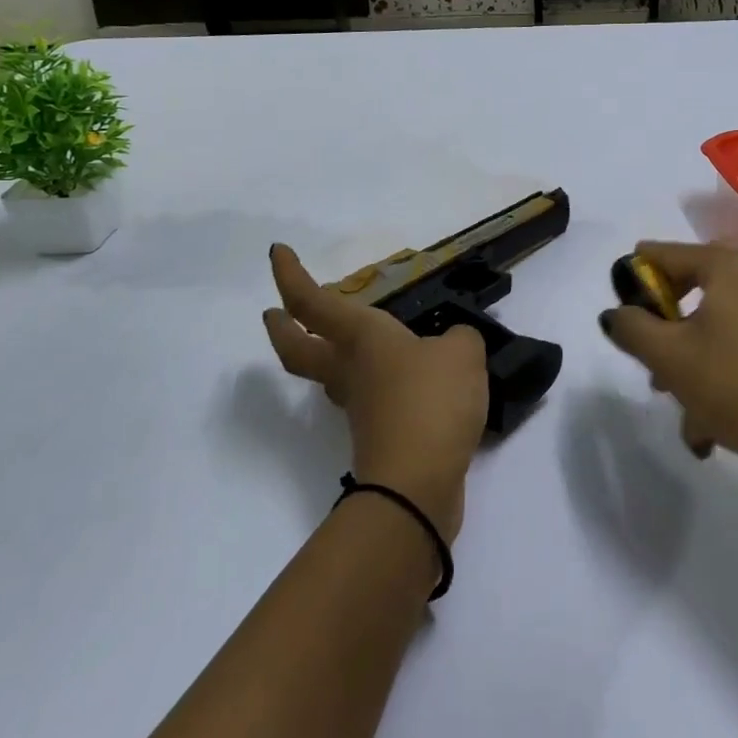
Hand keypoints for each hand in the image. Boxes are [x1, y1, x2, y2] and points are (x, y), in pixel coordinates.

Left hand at [264, 244, 487, 541]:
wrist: (417, 485)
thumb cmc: (430, 401)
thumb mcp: (462, 352)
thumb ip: (459, 339)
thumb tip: (451, 346)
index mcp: (361, 338)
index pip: (314, 302)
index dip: (291, 276)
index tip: (276, 252)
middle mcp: (351, 370)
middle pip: (299, 348)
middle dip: (284, 328)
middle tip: (274, 313)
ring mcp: (360, 407)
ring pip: (332, 374)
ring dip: (330, 355)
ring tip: (359, 341)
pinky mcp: (379, 436)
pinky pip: (371, 398)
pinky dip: (379, 383)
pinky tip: (411, 379)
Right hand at [600, 241, 737, 475]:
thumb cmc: (733, 384)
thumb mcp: (668, 356)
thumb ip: (631, 327)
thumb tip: (616, 313)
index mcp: (727, 264)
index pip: (662, 254)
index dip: (634, 283)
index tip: (622, 318)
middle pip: (690, 288)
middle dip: (665, 328)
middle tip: (649, 361)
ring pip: (712, 326)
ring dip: (688, 362)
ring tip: (680, 410)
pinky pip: (737, 346)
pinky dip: (717, 375)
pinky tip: (708, 426)